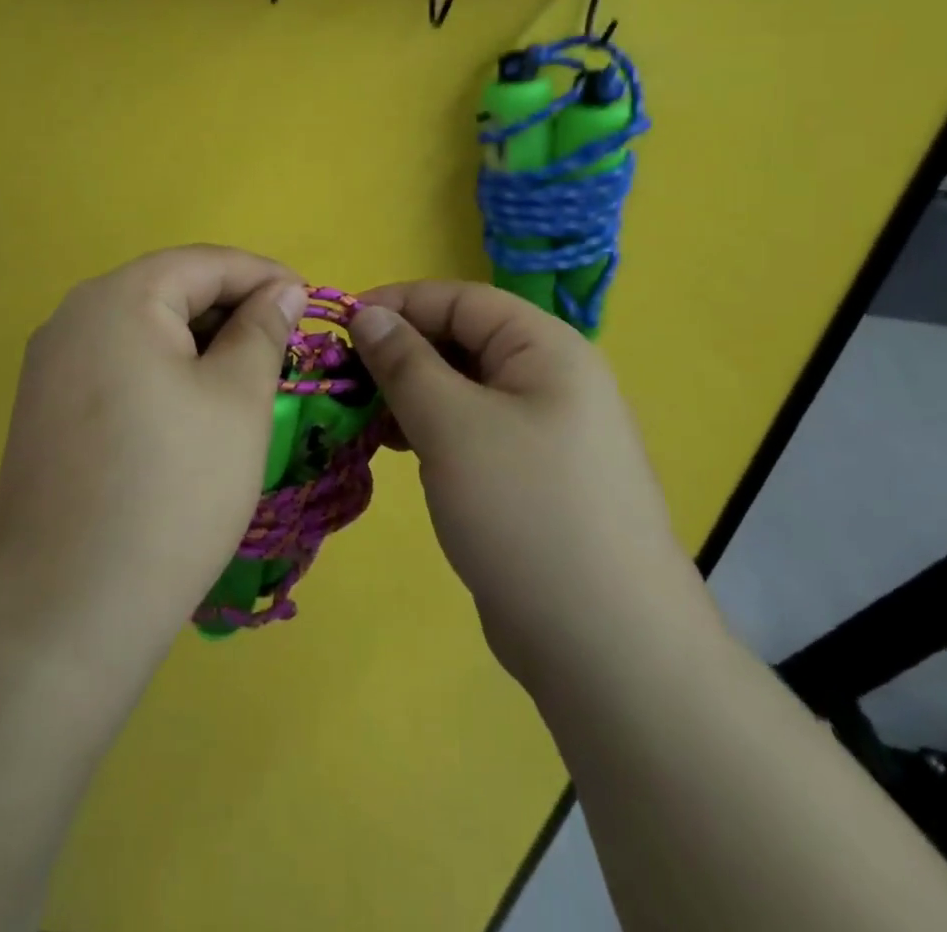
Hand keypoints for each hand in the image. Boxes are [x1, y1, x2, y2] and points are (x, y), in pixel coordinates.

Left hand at [0, 246, 306, 660]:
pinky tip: (193, 411)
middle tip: (284, 348)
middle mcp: (73, 317)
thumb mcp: (238, 399)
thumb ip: (262, 330)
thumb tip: (281, 290)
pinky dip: (163, 373)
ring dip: (199, 345)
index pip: (204, 263)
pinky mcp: (44, 410)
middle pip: (168, 292)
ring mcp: (50, 365)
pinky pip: (116, 367)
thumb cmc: (172, 489)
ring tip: (248, 379)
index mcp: (118, 298)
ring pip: (142, 331)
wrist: (67, 607)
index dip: (263, 276)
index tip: (310, 303)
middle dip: (231, 311)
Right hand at [351, 282, 701, 683]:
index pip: (461, 299)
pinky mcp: (530, 476)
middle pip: (462, 341)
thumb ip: (404, 362)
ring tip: (360, 414)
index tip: (340, 325)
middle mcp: (550, 379)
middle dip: (400, 352)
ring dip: (409, 393)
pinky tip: (394, 447)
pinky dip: (430, 430)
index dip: (398, 303)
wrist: (606, 646)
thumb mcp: (452, 425)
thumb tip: (366, 313)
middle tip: (343, 376)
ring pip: (462, 389)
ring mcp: (544, 431)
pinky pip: (471, 430)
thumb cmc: (525, 511)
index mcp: (546, 349)